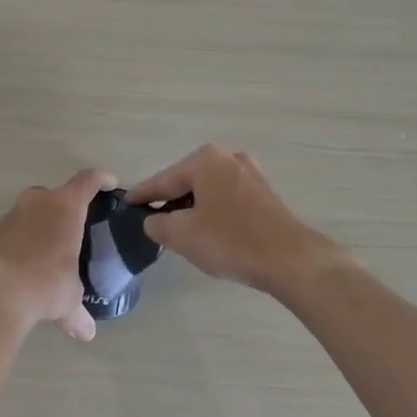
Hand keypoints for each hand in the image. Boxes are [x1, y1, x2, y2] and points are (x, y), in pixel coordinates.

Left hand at [0, 168, 115, 340]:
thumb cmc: (46, 283)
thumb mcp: (69, 299)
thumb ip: (78, 312)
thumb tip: (87, 333)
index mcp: (66, 206)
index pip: (88, 180)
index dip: (101, 180)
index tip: (110, 184)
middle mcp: (38, 202)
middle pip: (56, 194)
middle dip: (65, 207)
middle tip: (74, 227)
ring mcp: (11, 215)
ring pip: (31, 211)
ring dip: (40, 225)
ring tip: (48, 250)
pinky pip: (13, 231)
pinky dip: (21, 241)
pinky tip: (25, 265)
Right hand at [128, 145, 339, 294]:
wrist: (290, 258)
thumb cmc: (230, 241)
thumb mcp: (182, 235)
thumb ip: (158, 224)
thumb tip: (153, 220)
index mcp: (205, 160)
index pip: (163, 180)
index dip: (143, 195)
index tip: (126, 204)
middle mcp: (228, 158)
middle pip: (187, 181)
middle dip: (170, 201)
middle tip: (152, 222)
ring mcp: (250, 174)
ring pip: (209, 190)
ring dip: (193, 208)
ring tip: (179, 230)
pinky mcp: (265, 193)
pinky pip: (227, 198)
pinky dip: (213, 211)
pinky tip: (209, 231)